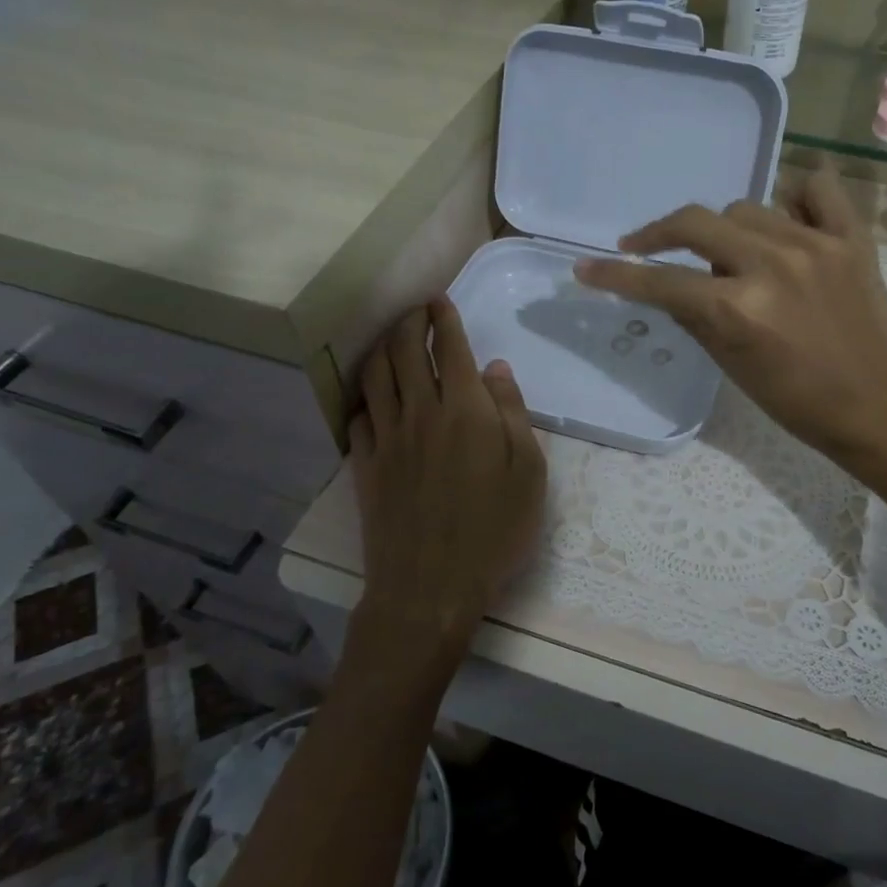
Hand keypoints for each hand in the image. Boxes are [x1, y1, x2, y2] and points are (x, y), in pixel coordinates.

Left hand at [347, 299, 545, 671]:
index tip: (440, 300)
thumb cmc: (495, 530)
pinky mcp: (365, 466)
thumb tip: (495, 370)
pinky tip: (374, 400)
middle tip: (417, 311)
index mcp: (464, 409)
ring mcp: (386, 439)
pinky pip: (358, 417)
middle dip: (409, 322)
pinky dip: (365, 398)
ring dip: (382, 349)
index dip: (443, 318)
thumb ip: (513, 414)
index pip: (448, 347)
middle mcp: (419, 412)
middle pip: (403, 351)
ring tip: (391, 342)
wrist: (432, 586)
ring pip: (374, 377)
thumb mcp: (529, 472)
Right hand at [574, 165, 886, 461]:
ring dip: (725, 231)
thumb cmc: (796, 400)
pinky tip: (787, 221)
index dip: (617, 275)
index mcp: (738, 309)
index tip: (587, 267)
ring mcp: (815, 244)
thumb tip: (663, 284)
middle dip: (659, 234)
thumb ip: (692, 315)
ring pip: (745, 207)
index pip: (661, 281)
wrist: (875, 405)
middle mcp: (772, 265)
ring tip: (733, 256)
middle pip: (694, 223)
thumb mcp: (731, 364)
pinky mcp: (852, 238)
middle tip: (645, 247)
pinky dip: (794, 199)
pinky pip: (816, 188)